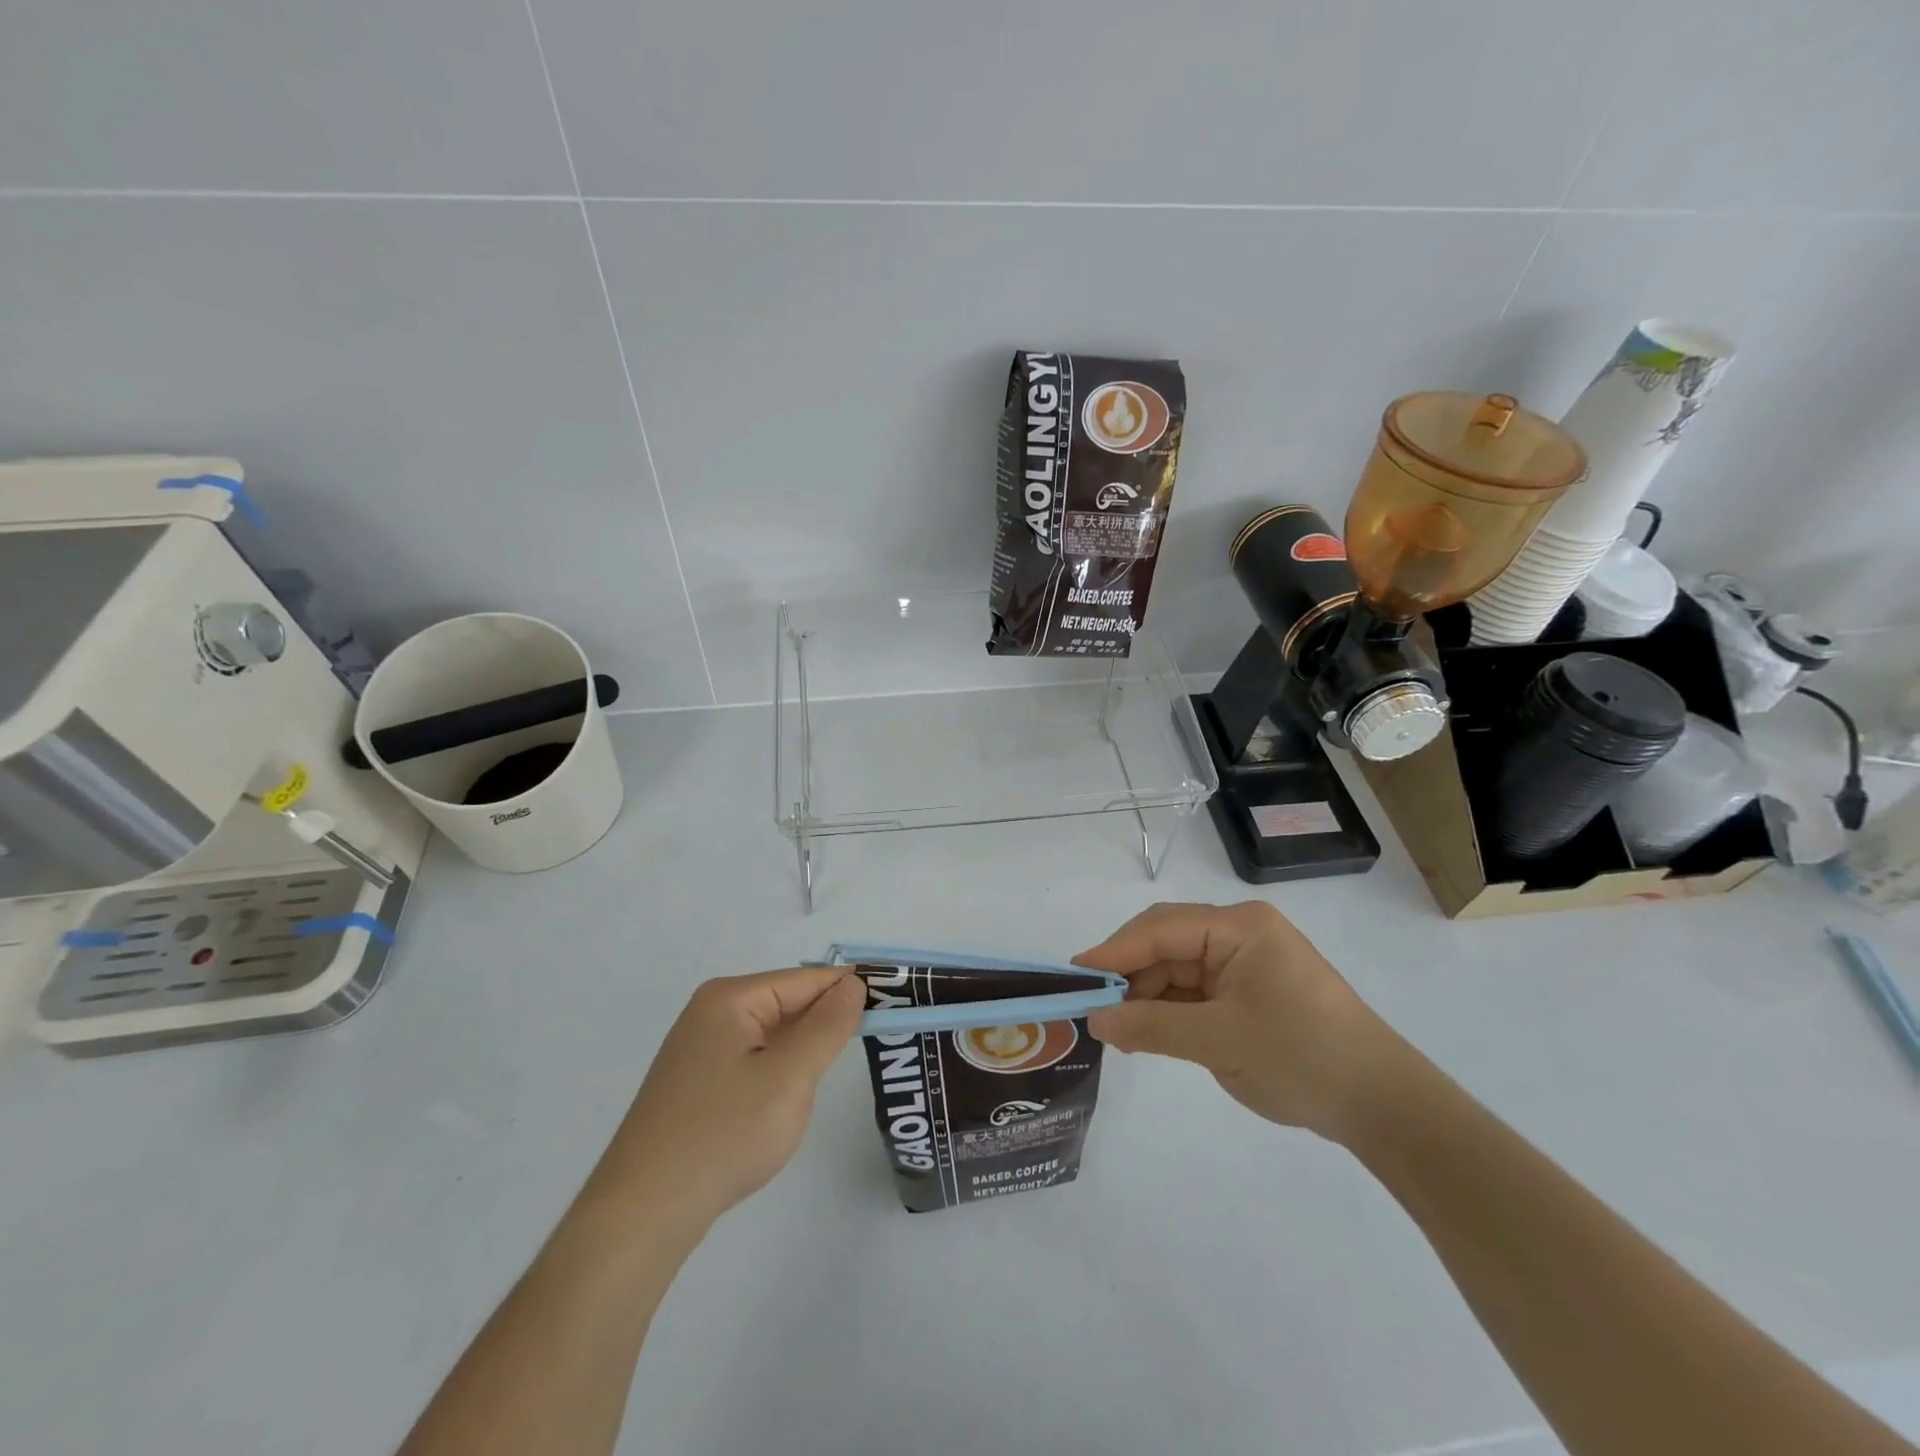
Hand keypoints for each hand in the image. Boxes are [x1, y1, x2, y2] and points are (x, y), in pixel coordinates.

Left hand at [586, 968, 864, 1235]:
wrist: (641, 1215)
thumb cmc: (722, 1135)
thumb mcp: (789, 1077)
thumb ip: (827, 1026)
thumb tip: (854, 984)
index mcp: (731, 998)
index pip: (807, 979)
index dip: (851, 991)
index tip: (894, 1008)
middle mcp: (712, 1012)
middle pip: (788, 1004)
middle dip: (825, 1025)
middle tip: (872, 1048)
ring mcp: (699, 1049)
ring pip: (772, 1036)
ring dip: (801, 1054)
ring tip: (825, 1081)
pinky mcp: (695, 1083)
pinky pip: (752, 1061)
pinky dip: (777, 1074)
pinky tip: (784, 1104)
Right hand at [1075, 901, 1392, 1142]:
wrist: (1381, 1105)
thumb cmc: (1302, 1057)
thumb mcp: (1219, 1042)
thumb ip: (1151, 1027)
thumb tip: (1094, 1021)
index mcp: (1239, 927)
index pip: (1162, 928)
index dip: (1115, 950)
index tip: (1075, 975)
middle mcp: (1240, 934)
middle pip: (1167, 944)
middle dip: (1130, 975)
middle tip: (1093, 1009)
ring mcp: (1245, 963)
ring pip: (1178, 969)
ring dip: (1147, 996)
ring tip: (1117, 1030)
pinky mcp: (1249, 991)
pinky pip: (1196, 992)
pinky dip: (1169, 1010)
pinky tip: (1146, 1032)